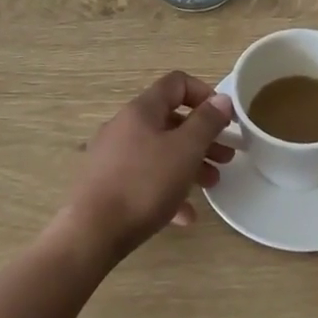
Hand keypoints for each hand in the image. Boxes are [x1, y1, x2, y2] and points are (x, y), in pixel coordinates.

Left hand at [61, 71, 235, 261]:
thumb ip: (207, 122)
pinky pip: (144, 179)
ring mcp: (112, 156)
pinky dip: (167, 190)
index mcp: (142, 110)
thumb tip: (222, 99)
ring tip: (212, 184)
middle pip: (171, 121)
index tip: (224, 119)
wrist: (91, 234)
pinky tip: (184, 215)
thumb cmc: (144, 184)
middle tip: (226, 156)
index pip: (177, 83)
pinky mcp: (106, 184)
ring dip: (189, 164)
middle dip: (202, 137)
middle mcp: (124, 126)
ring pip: (159, 151)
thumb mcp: (185, 150)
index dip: (205, 94)